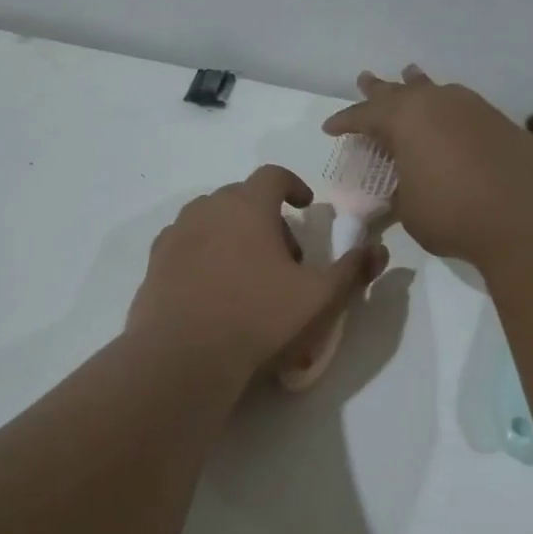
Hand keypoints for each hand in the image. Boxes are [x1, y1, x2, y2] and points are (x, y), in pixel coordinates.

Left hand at [128, 165, 387, 379]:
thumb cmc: (259, 320)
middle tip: (284, 255)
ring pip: (210, 221)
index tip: (305, 206)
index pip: (272, 175)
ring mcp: (175, 236)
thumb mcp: (320, 298)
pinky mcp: (154, 265)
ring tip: (248, 273)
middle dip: (266, 216)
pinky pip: (186, 246)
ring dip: (233, 234)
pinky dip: (204, 255)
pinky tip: (214, 289)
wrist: (183, 358)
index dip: (293, 185)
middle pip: (241, 197)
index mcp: (247, 207)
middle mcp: (207, 210)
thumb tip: (378, 249)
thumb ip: (352, 269)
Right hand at [324, 67, 532, 263]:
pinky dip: (445, 107)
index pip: (365, 116)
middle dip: (379, 90)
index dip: (345, 122)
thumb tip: (400, 189)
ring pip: (434, 90)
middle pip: (399, 92)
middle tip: (365, 79)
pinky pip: (460, 105)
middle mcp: (436, 103)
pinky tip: (447, 112)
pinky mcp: (498, 121)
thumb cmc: (454, 213)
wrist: (527, 214)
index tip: (330, 127)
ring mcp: (471, 108)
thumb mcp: (409, 209)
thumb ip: (398, 192)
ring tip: (409, 75)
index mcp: (404, 120)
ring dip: (417, 86)